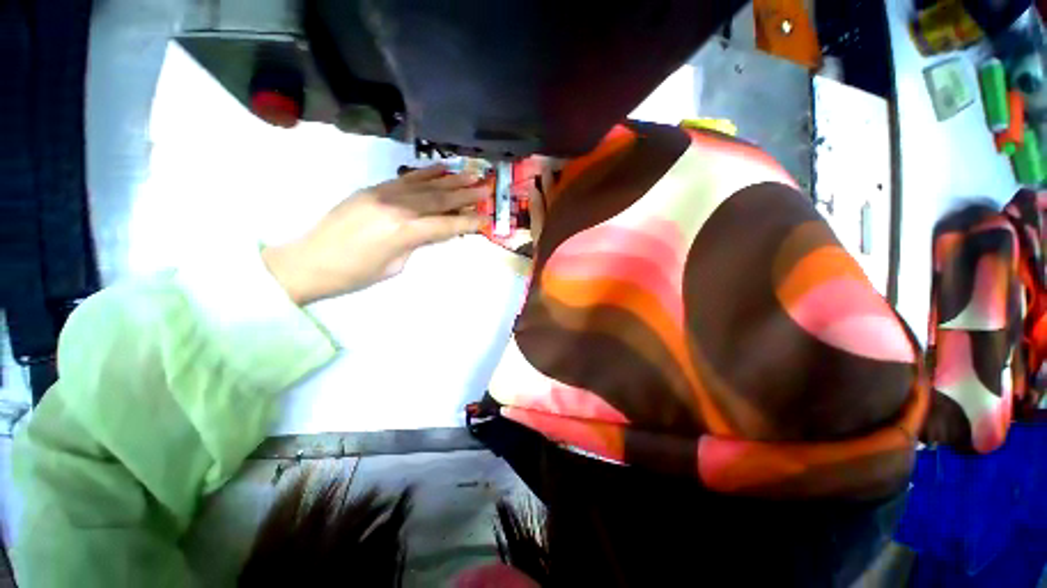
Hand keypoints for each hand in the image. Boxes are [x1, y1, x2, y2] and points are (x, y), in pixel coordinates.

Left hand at [263, 165, 489, 304]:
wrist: (309, 260)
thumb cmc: (355, 274)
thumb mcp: (396, 266)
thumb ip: (418, 244)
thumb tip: (436, 231)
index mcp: (403, 232)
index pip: (445, 225)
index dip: (468, 223)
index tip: (486, 219)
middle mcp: (397, 207)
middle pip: (439, 199)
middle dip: (466, 195)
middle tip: (486, 189)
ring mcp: (383, 194)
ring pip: (425, 184)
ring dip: (451, 180)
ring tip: (471, 175)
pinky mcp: (373, 188)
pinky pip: (405, 178)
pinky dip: (426, 173)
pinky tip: (441, 168)